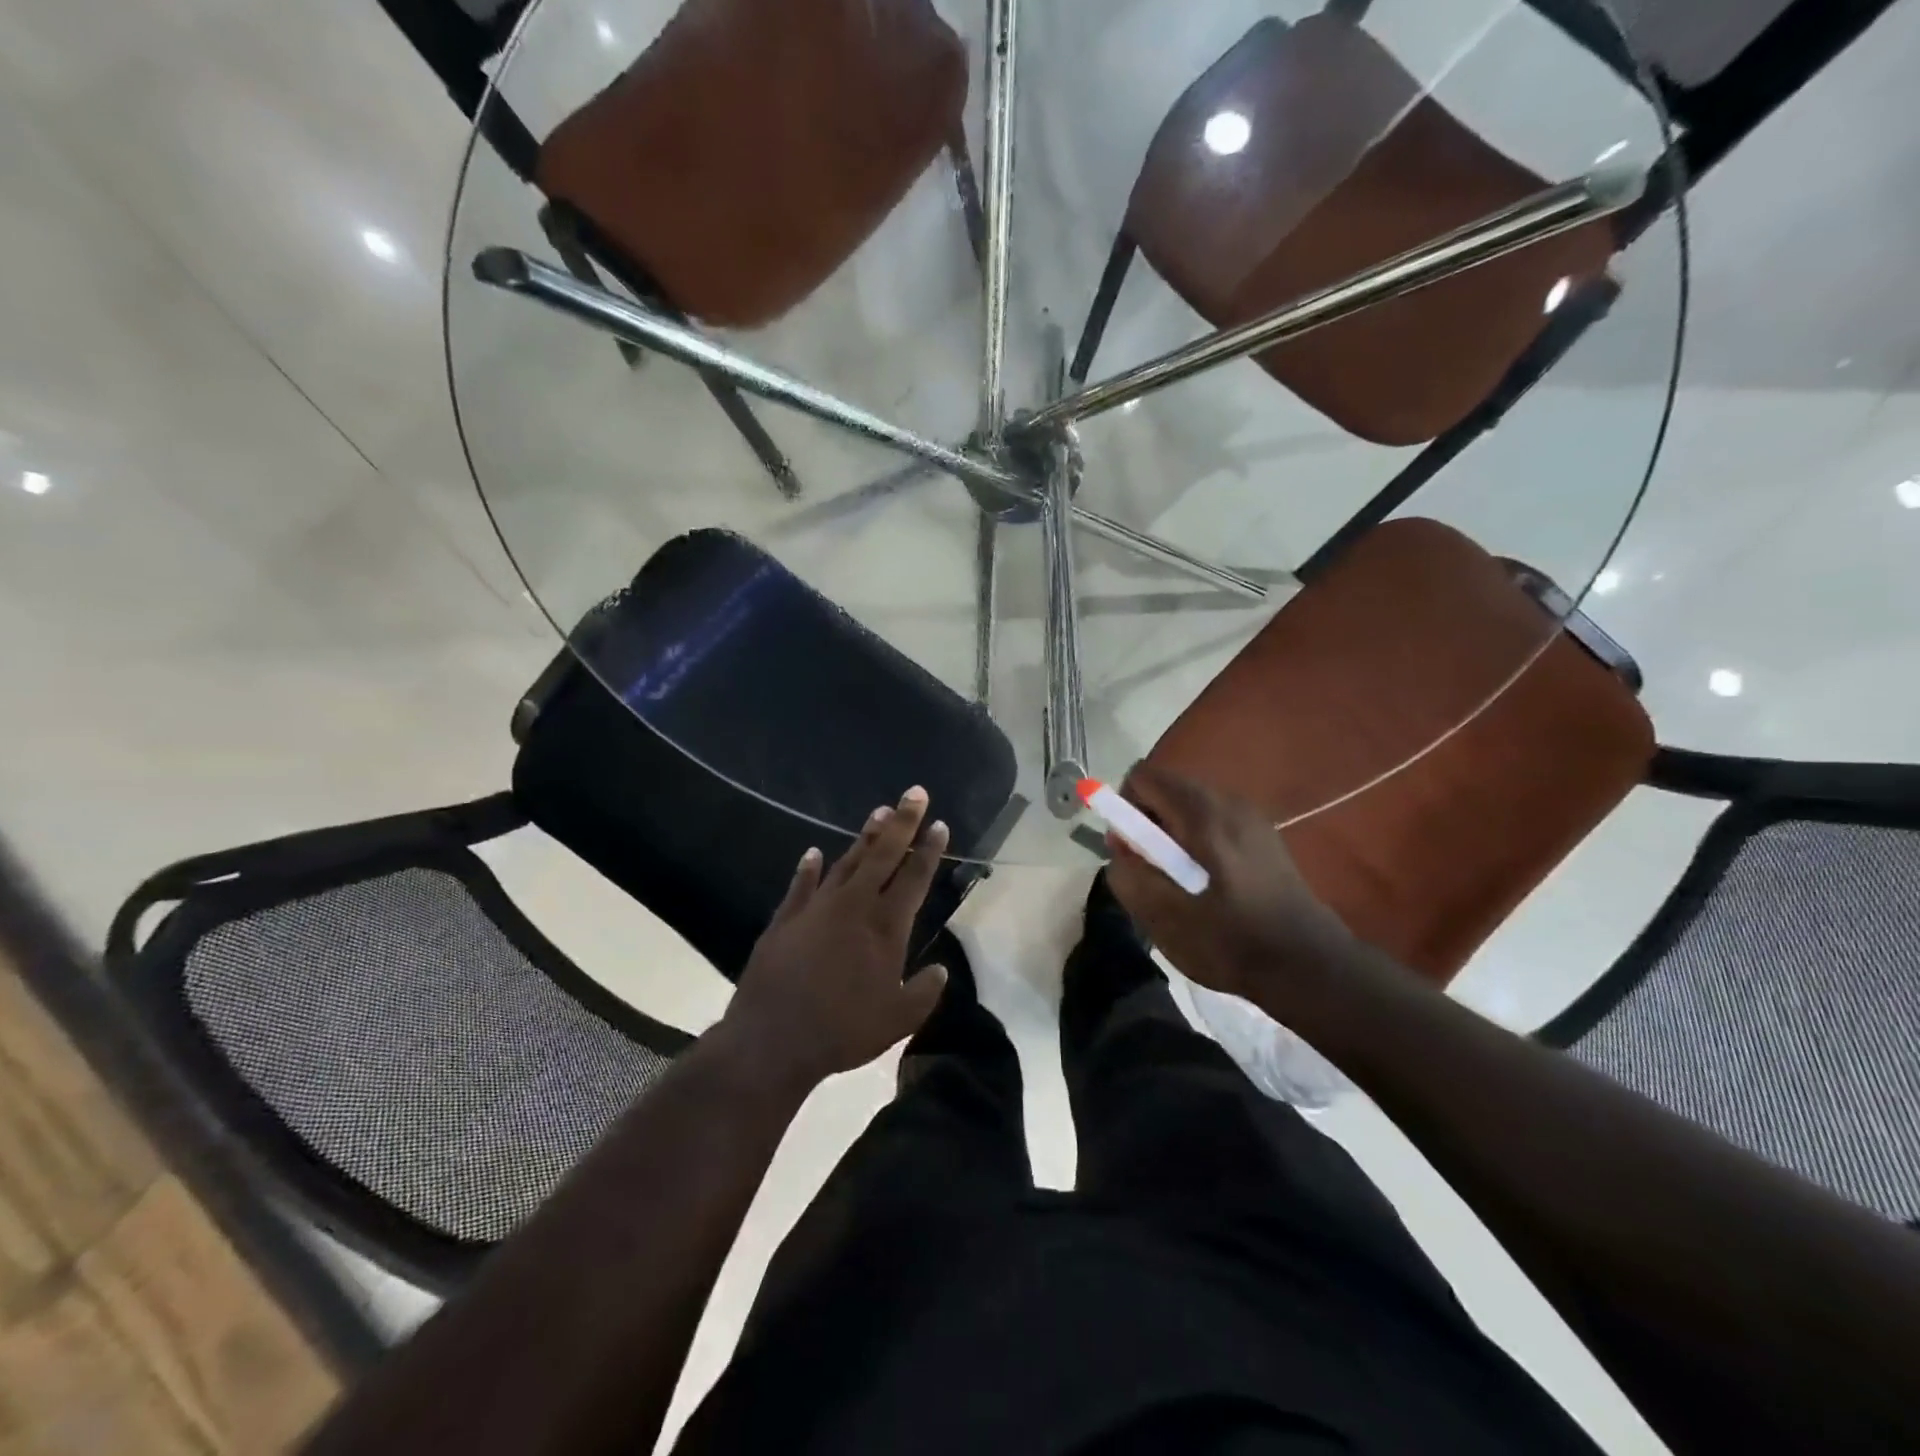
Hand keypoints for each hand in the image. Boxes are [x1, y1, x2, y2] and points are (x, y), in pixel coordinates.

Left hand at [717, 787, 950, 1092]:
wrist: (772, 1040)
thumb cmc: (842, 1031)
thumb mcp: (897, 1021)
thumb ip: (923, 993)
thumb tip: (940, 971)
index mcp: (885, 928)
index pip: (914, 878)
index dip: (929, 850)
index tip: (940, 824)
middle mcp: (853, 907)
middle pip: (883, 855)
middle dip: (902, 822)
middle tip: (915, 793)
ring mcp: (816, 909)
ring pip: (846, 862)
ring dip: (864, 837)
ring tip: (879, 812)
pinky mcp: (786, 919)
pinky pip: (801, 885)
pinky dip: (809, 868)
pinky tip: (813, 853)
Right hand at [1104, 762, 1355, 1020]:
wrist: (1309, 965)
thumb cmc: (1232, 942)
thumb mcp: (1165, 918)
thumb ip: (1130, 876)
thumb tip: (1121, 850)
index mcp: (1203, 815)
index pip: (1143, 777)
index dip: (1124, 808)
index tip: (1131, 850)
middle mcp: (1228, 802)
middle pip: (1167, 788)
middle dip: (1147, 823)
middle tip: (1151, 870)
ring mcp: (1250, 816)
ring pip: (1189, 805)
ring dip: (1171, 834)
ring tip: (1179, 880)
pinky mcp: (1262, 835)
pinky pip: (1212, 820)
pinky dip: (1196, 839)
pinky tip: (1207, 882)